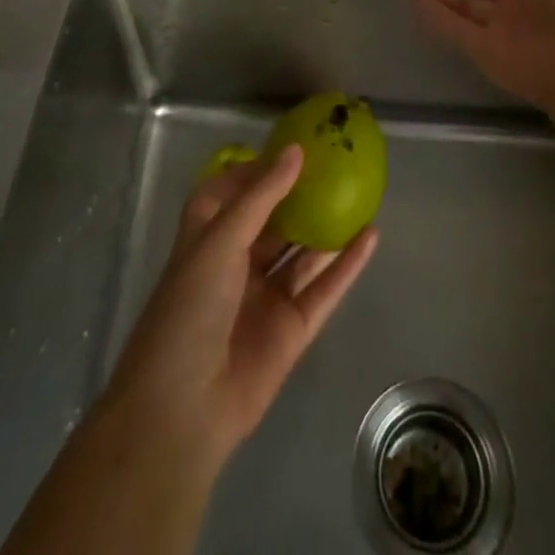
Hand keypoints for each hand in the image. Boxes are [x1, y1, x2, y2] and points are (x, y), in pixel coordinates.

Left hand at [98, 144, 378, 468]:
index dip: (260, 169)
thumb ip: (262, 196)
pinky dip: (347, 264)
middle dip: (301, 195)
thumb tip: (295, 150)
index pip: (234, 191)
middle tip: (338, 164)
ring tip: (362, 193)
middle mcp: (237, 261)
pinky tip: (371, 237)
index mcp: (209, 236)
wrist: (183, 408)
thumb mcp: (221, 239)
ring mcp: (266, 296)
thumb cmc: (190, 307)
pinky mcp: (291, 328)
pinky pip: (324, 288)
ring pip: (302, 253)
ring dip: (328, 227)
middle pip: (275, 220)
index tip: (296, 146)